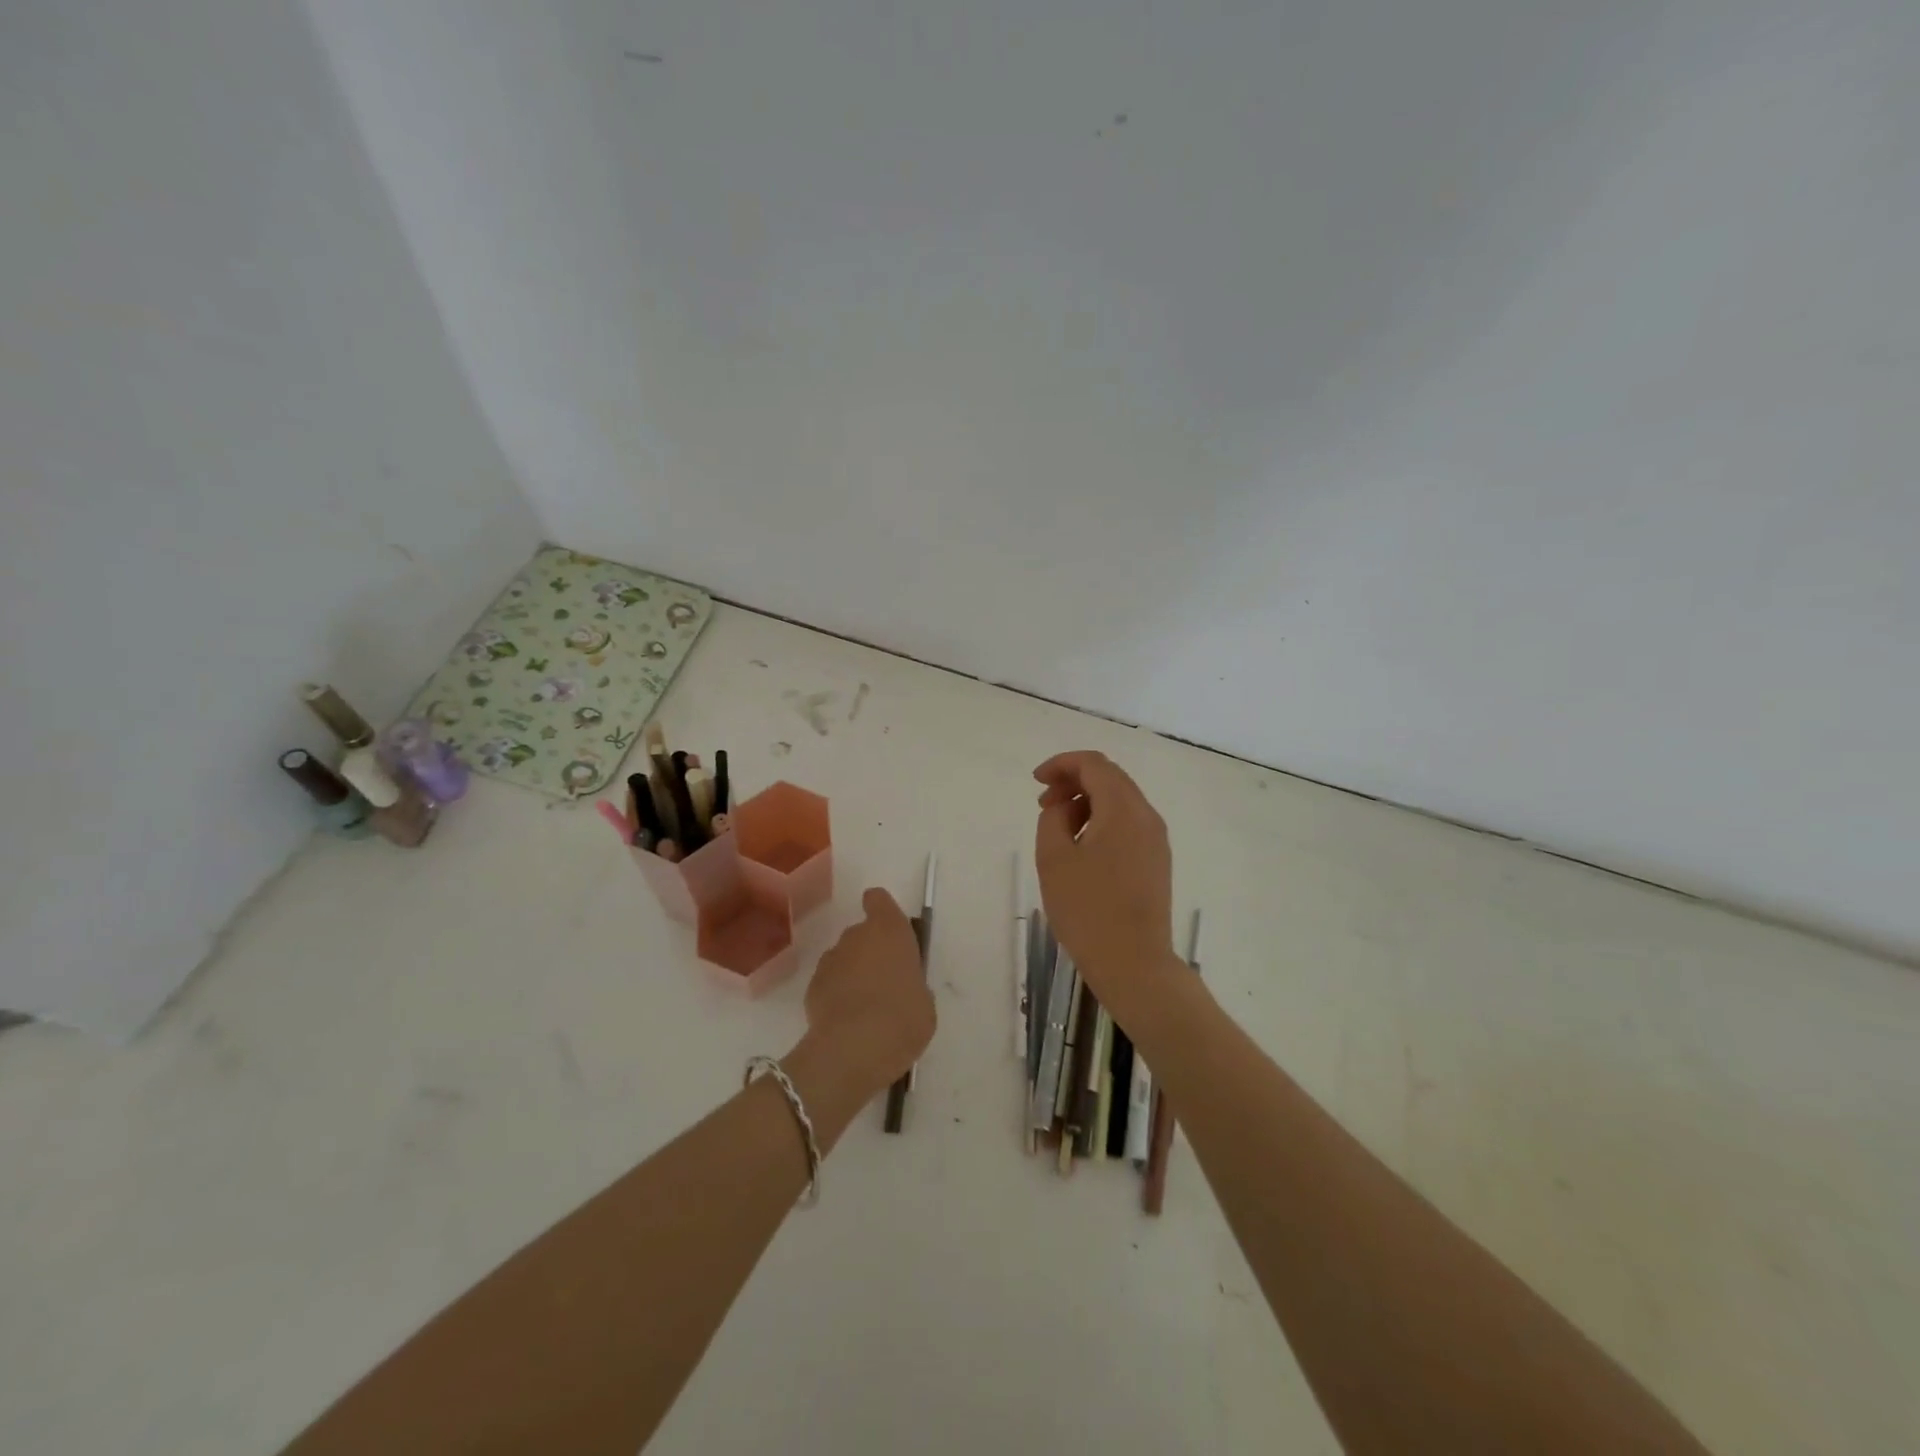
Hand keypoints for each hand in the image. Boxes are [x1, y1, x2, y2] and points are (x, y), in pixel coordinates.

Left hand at [802, 887, 935, 1097]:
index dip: (881, 909)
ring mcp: (830, 960)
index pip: (878, 900)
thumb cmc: (903, 1018)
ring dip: (852, 974)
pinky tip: (847, 1022)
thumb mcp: (924, 1001)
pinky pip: (829, 983)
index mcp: (890, 930)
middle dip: (870, 952)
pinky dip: (836, 995)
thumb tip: (901, 987)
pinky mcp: (812, 986)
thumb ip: (911, 983)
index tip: (887, 929)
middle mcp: (857, 936)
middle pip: (862, 933)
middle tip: (884, 983)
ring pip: (843, 959)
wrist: (854, 1048)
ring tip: (865, 1008)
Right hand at [1034, 751, 1176, 1016]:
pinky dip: (1102, 821)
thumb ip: (1054, 818)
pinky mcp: (1157, 862)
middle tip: (1043, 804)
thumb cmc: (1088, 910)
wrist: (1134, 963)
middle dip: (1074, 781)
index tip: (1036, 781)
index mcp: (1123, 809)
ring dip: (1087, 802)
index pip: (1094, 764)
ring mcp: (1156, 840)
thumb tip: (1066, 808)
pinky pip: (1128, 824)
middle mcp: (1147, 817)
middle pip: (1110, 778)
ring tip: (1058, 827)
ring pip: (1120, 801)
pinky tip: (1082, 847)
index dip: (1062, 764)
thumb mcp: (1054, 859)